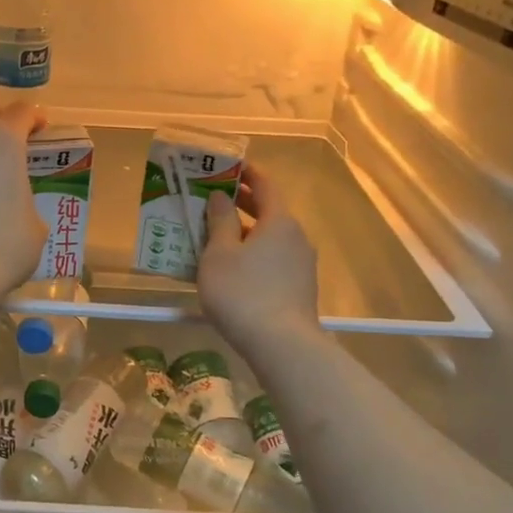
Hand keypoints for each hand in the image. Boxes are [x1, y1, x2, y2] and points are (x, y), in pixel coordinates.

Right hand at [196, 164, 320, 351]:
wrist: (281, 345)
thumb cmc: (243, 292)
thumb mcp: (219, 254)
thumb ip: (220, 221)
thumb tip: (219, 197)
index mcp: (279, 221)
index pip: (265, 185)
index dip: (246, 173)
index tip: (226, 168)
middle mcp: (296, 237)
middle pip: (269, 211)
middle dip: (241, 204)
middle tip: (210, 200)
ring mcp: (302, 263)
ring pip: (270, 238)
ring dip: (245, 233)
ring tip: (214, 237)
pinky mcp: (299, 287)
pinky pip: (273, 259)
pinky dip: (253, 254)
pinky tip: (232, 268)